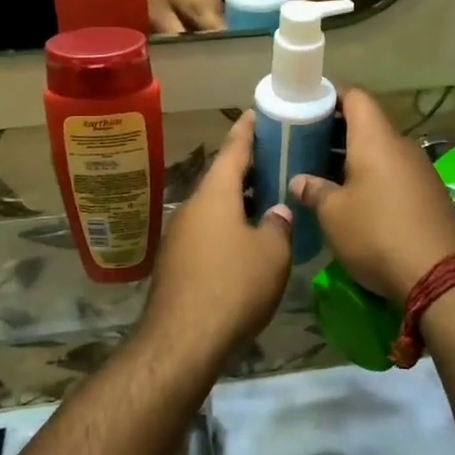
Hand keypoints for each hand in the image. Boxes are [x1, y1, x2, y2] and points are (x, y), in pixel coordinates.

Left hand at [139, 113, 292, 360]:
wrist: (182, 339)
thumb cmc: (232, 286)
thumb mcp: (271, 254)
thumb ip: (278, 226)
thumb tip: (276, 213)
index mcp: (214, 195)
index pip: (232, 151)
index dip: (246, 132)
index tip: (256, 114)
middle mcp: (192, 207)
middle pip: (221, 179)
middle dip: (247, 169)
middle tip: (274, 159)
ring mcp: (179, 235)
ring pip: (213, 207)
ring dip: (237, 201)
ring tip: (266, 199)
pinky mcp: (176, 262)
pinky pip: (206, 231)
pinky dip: (227, 225)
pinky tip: (246, 241)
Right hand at [290, 88, 454, 301]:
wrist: (441, 276)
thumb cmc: (378, 232)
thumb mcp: (333, 214)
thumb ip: (314, 191)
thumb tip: (300, 180)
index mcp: (376, 139)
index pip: (355, 97)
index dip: (330, 97)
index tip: (306, 108)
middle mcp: (401, 146)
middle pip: (367, 124)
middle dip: (335, 132)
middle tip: (305, 146)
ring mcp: (419, 171)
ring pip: (380, 152)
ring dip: (352, 159)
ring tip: (322, 175)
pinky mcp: (429, 196)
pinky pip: (393, 174)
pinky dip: (371, 178)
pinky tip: (352, 201)